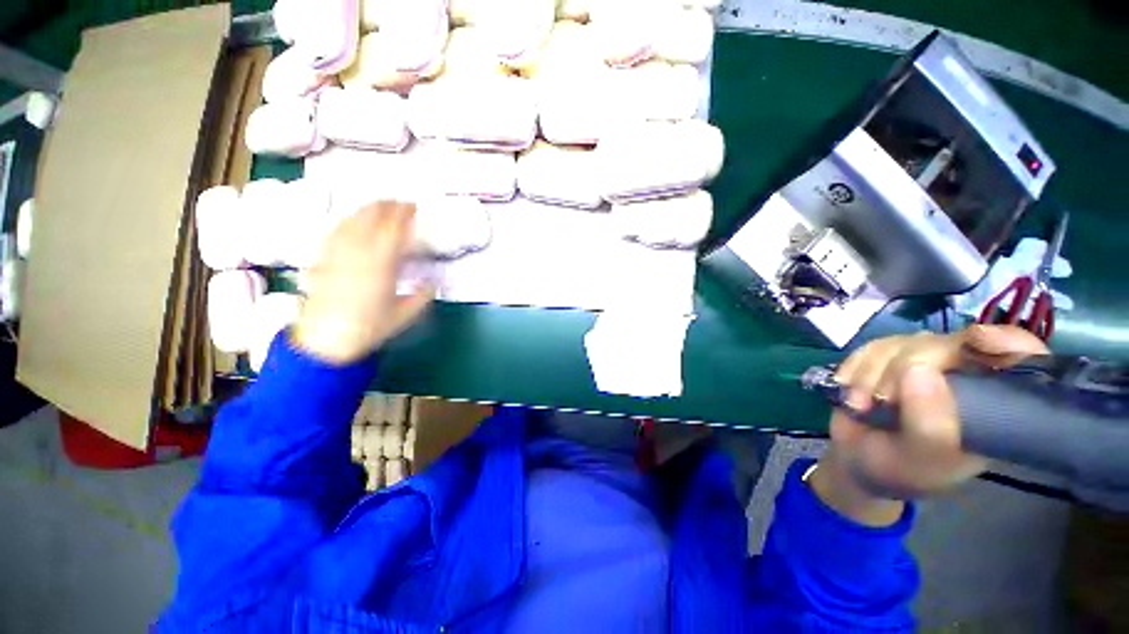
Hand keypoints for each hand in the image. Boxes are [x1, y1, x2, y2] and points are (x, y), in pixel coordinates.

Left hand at [292, 202, 433, 364]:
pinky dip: (348, 220)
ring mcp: (338, 253)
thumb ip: (422, 297)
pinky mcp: (324, 259)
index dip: (404, 214)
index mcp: (381, 265)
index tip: (414, 207)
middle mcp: (357, 253)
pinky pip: (336, 231)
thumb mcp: (405, 316)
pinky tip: (353, 221)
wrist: (324, 340)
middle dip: (386, 206)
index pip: (393, 229)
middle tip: (400, 203)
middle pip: (370, 218)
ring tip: (380, 206)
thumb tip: (433, 284)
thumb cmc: (369, 328)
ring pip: (351, 220)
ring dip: (367, 209)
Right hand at [810, 326, 1048, 526]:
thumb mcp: (919, 462)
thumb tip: (918, 369)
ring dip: (870, 374)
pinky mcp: (888, 359)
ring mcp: (924, 364)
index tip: (978, 342)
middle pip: (947, 344)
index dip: (1006, 342)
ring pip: (903, 343)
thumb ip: (929, 426)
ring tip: (859, 405)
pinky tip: (848, 389)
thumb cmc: (899, 470)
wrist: (856, 462)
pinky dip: (854, 368)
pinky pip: (872, 347)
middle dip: (902, 369)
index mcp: (992, 405)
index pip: (1019, 359)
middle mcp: (964, 376)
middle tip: (880, 401)